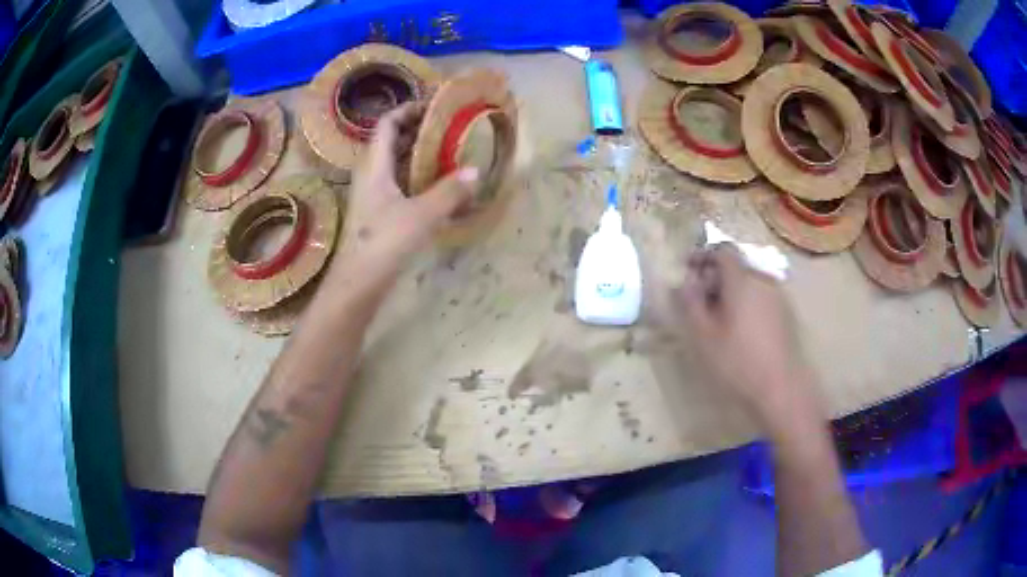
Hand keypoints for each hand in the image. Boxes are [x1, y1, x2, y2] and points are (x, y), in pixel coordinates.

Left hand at [331, 103, 478, 290]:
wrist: (358, 283)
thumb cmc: (384, 243)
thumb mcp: (422, 215)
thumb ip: (450, 191)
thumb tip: (476, 170)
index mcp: (375, 166)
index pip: (387, 124)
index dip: (408, 110)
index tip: (433, 106)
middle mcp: (370, 175)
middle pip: (391, 141)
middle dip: (417, 130)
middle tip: (447, 128)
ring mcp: (372, 194)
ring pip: (395, 163)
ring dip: (417, 154)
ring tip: (447, 152)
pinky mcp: (377, 212)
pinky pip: (398, 183)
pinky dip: (416, 177)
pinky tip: (437, 185)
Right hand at [667, 244, 819, 425]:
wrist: (781, 388)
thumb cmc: (738, 361)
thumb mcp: (703, 335)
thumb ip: (691, 302)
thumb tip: (687, 281)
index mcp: (742, 280)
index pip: (722, 250)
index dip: (703, 255)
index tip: (689, 271)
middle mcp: (763, 279)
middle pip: (736, 266)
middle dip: (716, 276)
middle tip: (701, 301)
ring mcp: (778, 296)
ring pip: (750, 282)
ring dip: (732, 291)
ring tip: (720, 319)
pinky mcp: (787, 314)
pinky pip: (762, 297)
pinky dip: (747, 303)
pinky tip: (742, 330)